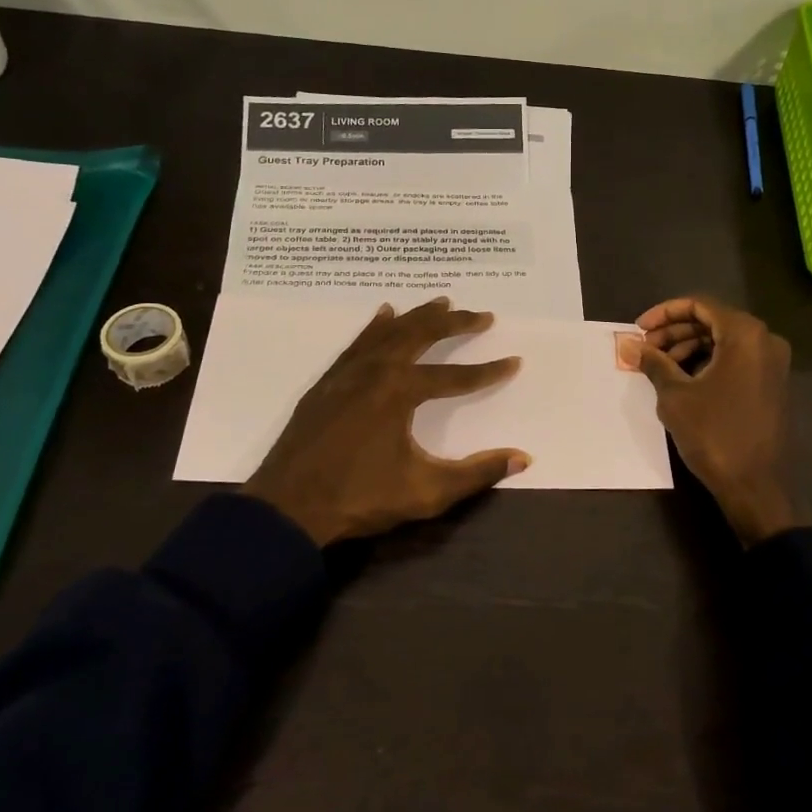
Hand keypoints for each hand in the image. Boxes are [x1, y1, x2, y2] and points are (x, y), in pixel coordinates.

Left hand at [243, 299, 530, 546]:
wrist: (287, 508)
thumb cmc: (360, 499)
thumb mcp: (427, 492)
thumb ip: (477, 473)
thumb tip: (524, 458)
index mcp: (400, 392)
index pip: (455, 376)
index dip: (487, 371)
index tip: (514, 362)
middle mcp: (375, 372)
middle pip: (421, 336)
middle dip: (455, 324)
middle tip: (483, 315)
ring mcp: (347, 374)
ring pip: (388, 333)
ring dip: (418, 317)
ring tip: (442, 303)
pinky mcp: (327, 383)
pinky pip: (358, 343)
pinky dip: (376, 327)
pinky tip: (384, 314)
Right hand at [636, 296, 797, 546]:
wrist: (755, 485)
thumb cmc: (714, 434)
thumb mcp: (675, 395)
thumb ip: (654, 363)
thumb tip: (630, 345)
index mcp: (745, 334)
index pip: (700, 305)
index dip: (665, 313)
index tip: (639, 329)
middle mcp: (765, 340)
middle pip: (713, 321)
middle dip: (675, 332)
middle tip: (646, 349)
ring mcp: (772, 364)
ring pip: (724, 341)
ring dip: (689, 348)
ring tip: (660, 367)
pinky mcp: (771, 384)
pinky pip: (736, 360)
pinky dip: (708, 362)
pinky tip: (683, 380)